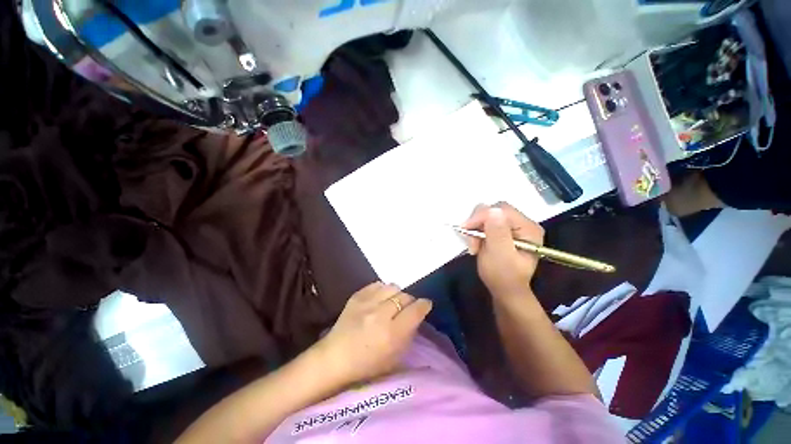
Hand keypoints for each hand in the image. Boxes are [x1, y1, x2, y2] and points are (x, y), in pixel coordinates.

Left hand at [316, 283, 432, 385]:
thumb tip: (416, 316)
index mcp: (392, 334)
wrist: (334, 358)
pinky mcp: (357, 296)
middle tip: (407, 308)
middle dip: (410, 301)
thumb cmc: (367, 365)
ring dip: (396, 294)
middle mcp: (380, 314)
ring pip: (392, 287)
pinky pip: (377, 284)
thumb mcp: (395, 358)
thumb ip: (409, 334)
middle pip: (405, 296)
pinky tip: (380, 299)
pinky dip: (383, 290)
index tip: (425, 305)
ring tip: (392, 302)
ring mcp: (367, 303)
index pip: (415, 310)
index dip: (424, 305)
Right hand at [462, 203, 544, 298]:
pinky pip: (486, 221)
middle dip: (478, 223)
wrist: (505, 290)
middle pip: (495, 209)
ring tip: (474, 245)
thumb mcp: (500, 256)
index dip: (482, 216)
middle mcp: (523, 223)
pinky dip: (477, 230)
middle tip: (471, 241)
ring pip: (488, 214)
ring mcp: (514, 225)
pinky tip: (477, 242)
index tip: (465, 229)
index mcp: (528, 228)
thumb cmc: (503, 276)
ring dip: (476, 228)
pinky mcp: (504, 229)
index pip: (502, 210)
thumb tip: (492, 210)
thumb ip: (497, 233)